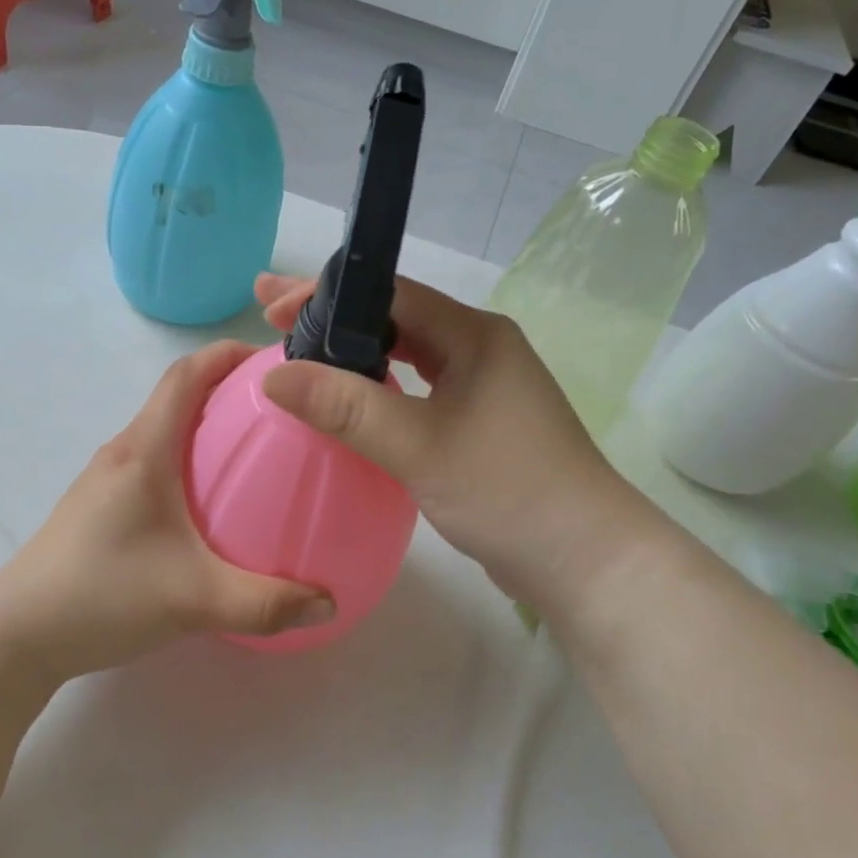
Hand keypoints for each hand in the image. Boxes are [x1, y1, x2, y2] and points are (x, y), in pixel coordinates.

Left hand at [0, 342, 335, 684]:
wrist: (18, 634)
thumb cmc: (103, 595)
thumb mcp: (194, 600)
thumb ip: (266, 602)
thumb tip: (328, 601)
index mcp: (143, 451)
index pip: (184, 375)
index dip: (226, 353)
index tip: (272, 358)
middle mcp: (123, 452)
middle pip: (177, 397)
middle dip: (227, 389)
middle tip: (282, 409)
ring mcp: (106, 479)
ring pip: (164, 432)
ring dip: (205, 426)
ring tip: (255, 451)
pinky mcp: (100, 506)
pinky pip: (153, 462)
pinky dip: (187, 460)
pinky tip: (211, 503)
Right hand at [254, 273, 659, 607]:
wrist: (587, 562)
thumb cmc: (509, 492)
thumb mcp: (420, 446)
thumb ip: (346, 408)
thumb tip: (272, 375)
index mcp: (474, 334)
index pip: (389, 294)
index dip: (325, 296)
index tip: (271, 307)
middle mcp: (479, 349)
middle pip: (393, 319)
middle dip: (331, 318)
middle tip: (270, 318)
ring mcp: (482, 387)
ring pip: (405, 356)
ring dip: (352, 354)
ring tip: (297, 354)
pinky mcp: (478, 423)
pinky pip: (415, 391)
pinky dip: (376, 388)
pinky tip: (346, 400)